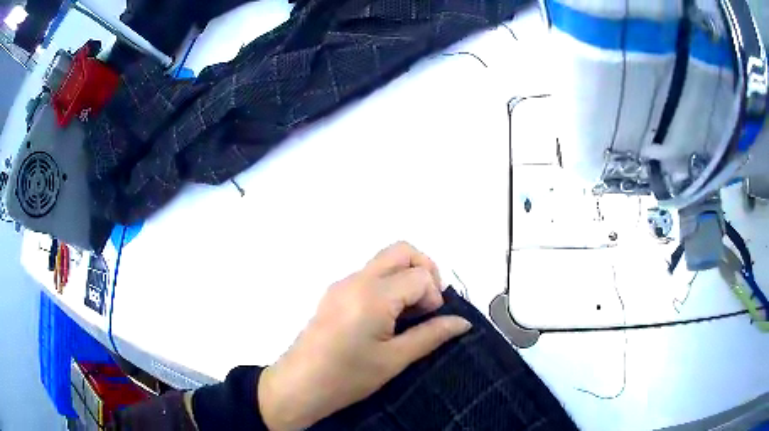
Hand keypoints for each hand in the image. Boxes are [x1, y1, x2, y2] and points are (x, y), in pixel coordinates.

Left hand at [257, 242, 472, 429]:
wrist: (299, 385)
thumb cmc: (347, 377)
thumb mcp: (394, 359)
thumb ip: (431, 335)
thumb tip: (463, 322)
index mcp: (373, 294)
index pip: (419, 275)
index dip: (434, 296)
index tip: (430, 321)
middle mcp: (356, 279)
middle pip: (401, 251)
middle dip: (424, 270)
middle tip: (427, 305)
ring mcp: (342, 284)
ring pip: (384, 261)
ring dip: (405, 278)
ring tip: (408, 315)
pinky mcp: (334, 293)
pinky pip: (369, 276)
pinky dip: (388, 286)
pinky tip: (386, 318)